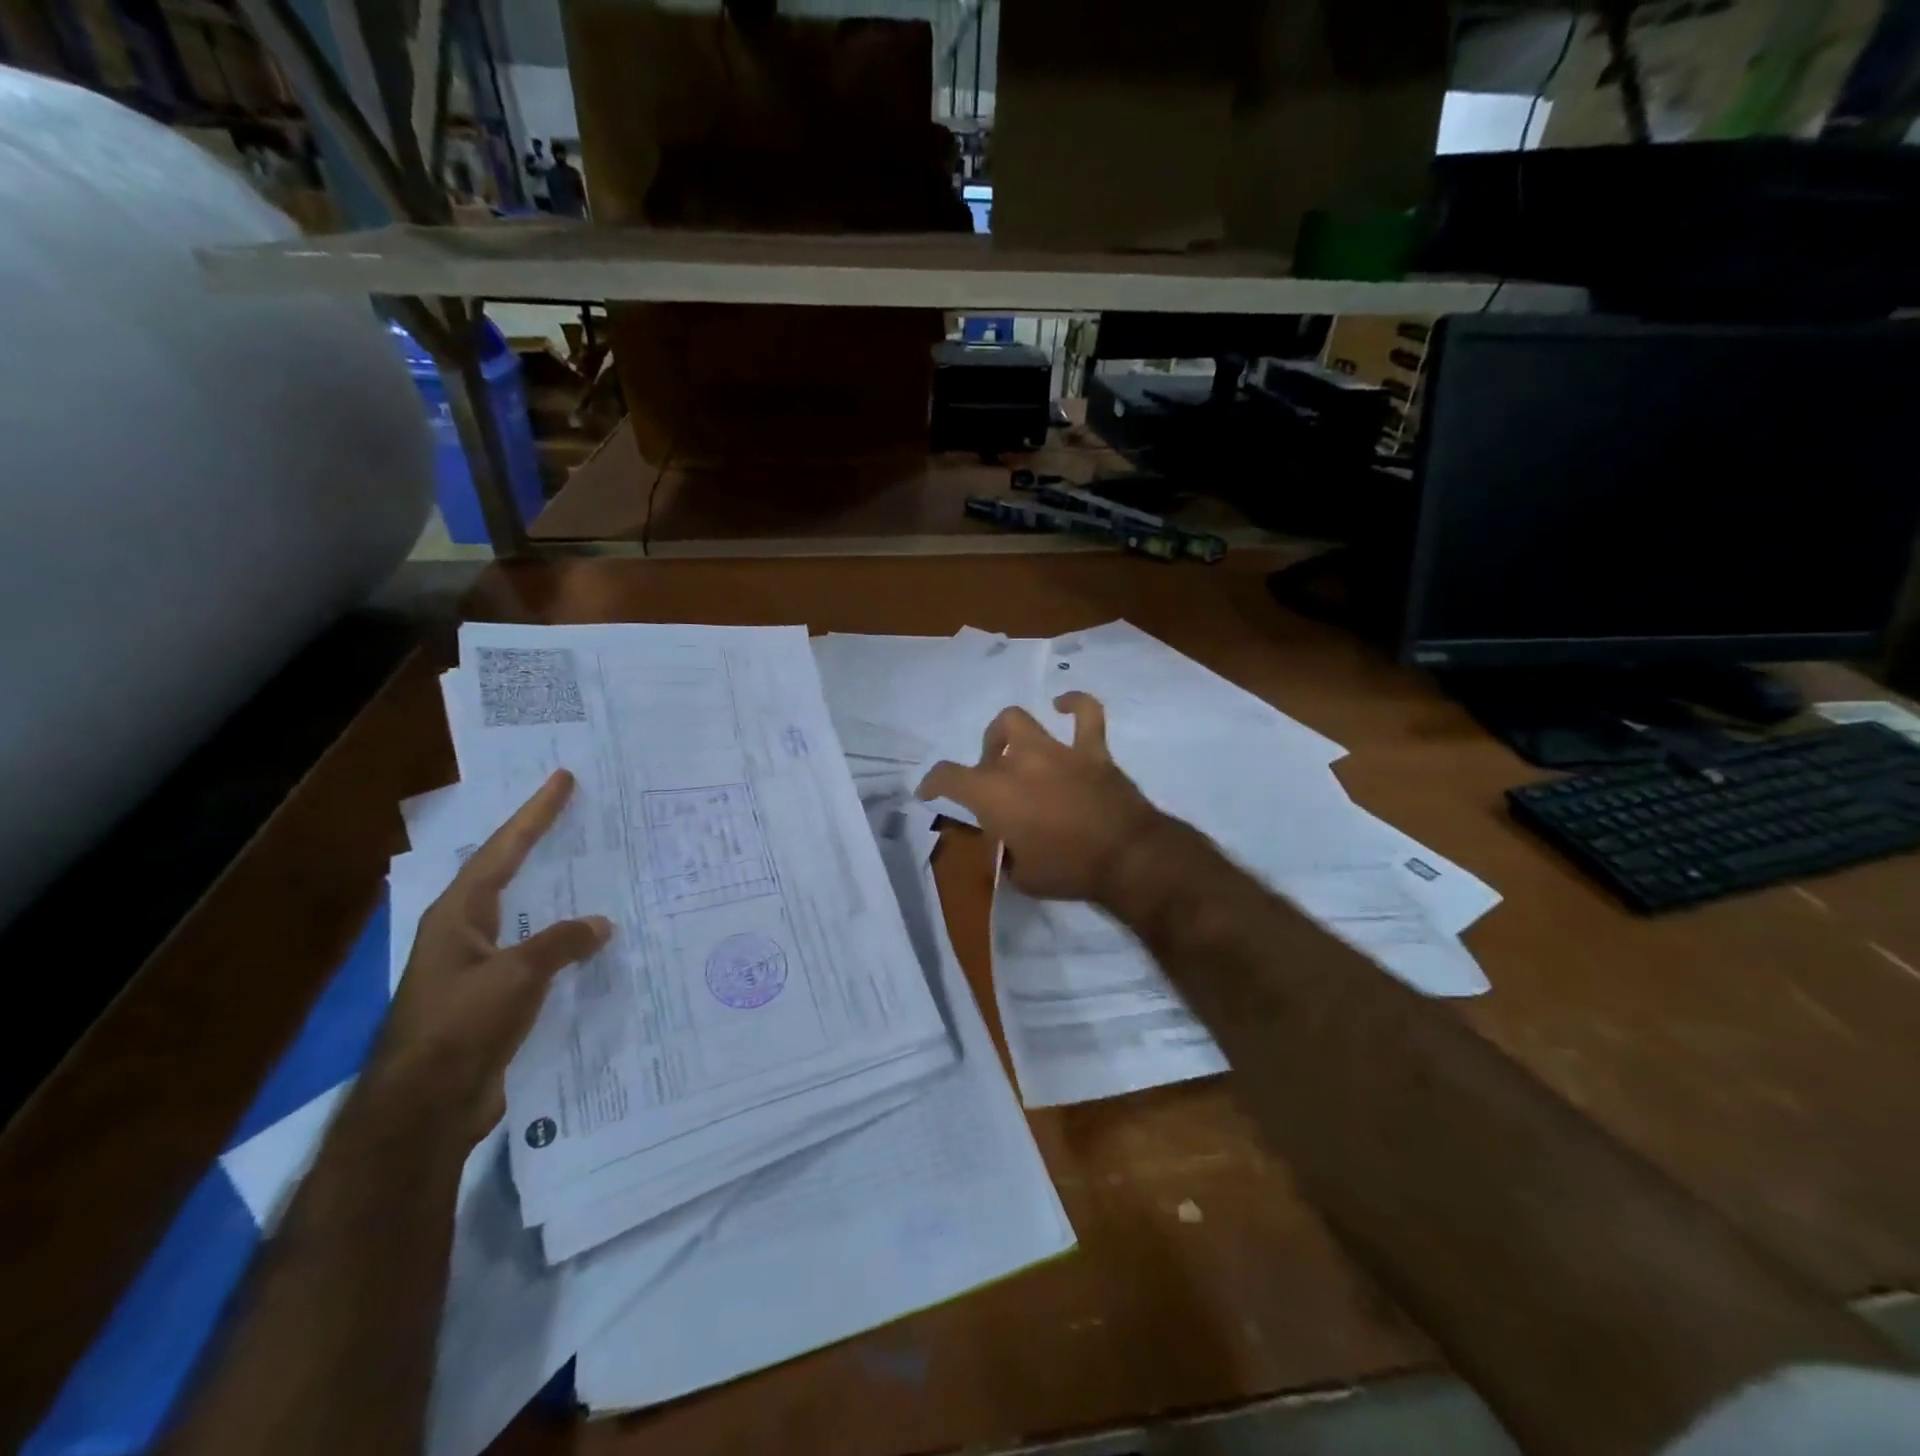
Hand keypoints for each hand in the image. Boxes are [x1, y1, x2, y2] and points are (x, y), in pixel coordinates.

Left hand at [375, 770, 610, 1139]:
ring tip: (587, 866)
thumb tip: (600, 924)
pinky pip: (535, 950)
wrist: (426, 1107)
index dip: (535, 814)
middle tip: (572, 811)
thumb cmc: (462, 1026)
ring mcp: (477, 965)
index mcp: (458, 915)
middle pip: (506, 872)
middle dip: (537, 841)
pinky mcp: (493, 996)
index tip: (562, 779)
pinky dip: (561, 936)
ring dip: (552, 889)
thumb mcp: (517, 975)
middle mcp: (464, 931)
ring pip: (522, 911)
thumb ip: (561, 943)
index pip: (503, 850)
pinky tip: (587, 938)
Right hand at [917, 692, 1168, 902]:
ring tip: (1015, 746)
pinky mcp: (1091, 750)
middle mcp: (1019, 762)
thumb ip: (1005, 854)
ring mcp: (1056, 751)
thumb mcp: (1021, 876)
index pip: (947, 777)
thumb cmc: (1068, 871)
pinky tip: (1063, 705)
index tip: (929, 792)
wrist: (1127, 858)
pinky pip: (1086, 714)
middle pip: (989, 746)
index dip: (932, 783)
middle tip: (995, 785)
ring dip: (1011, 733)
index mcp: (993, 793)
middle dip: (985, 761)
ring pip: (1021, 720)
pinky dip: (1074, 704)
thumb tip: (1006, 844)